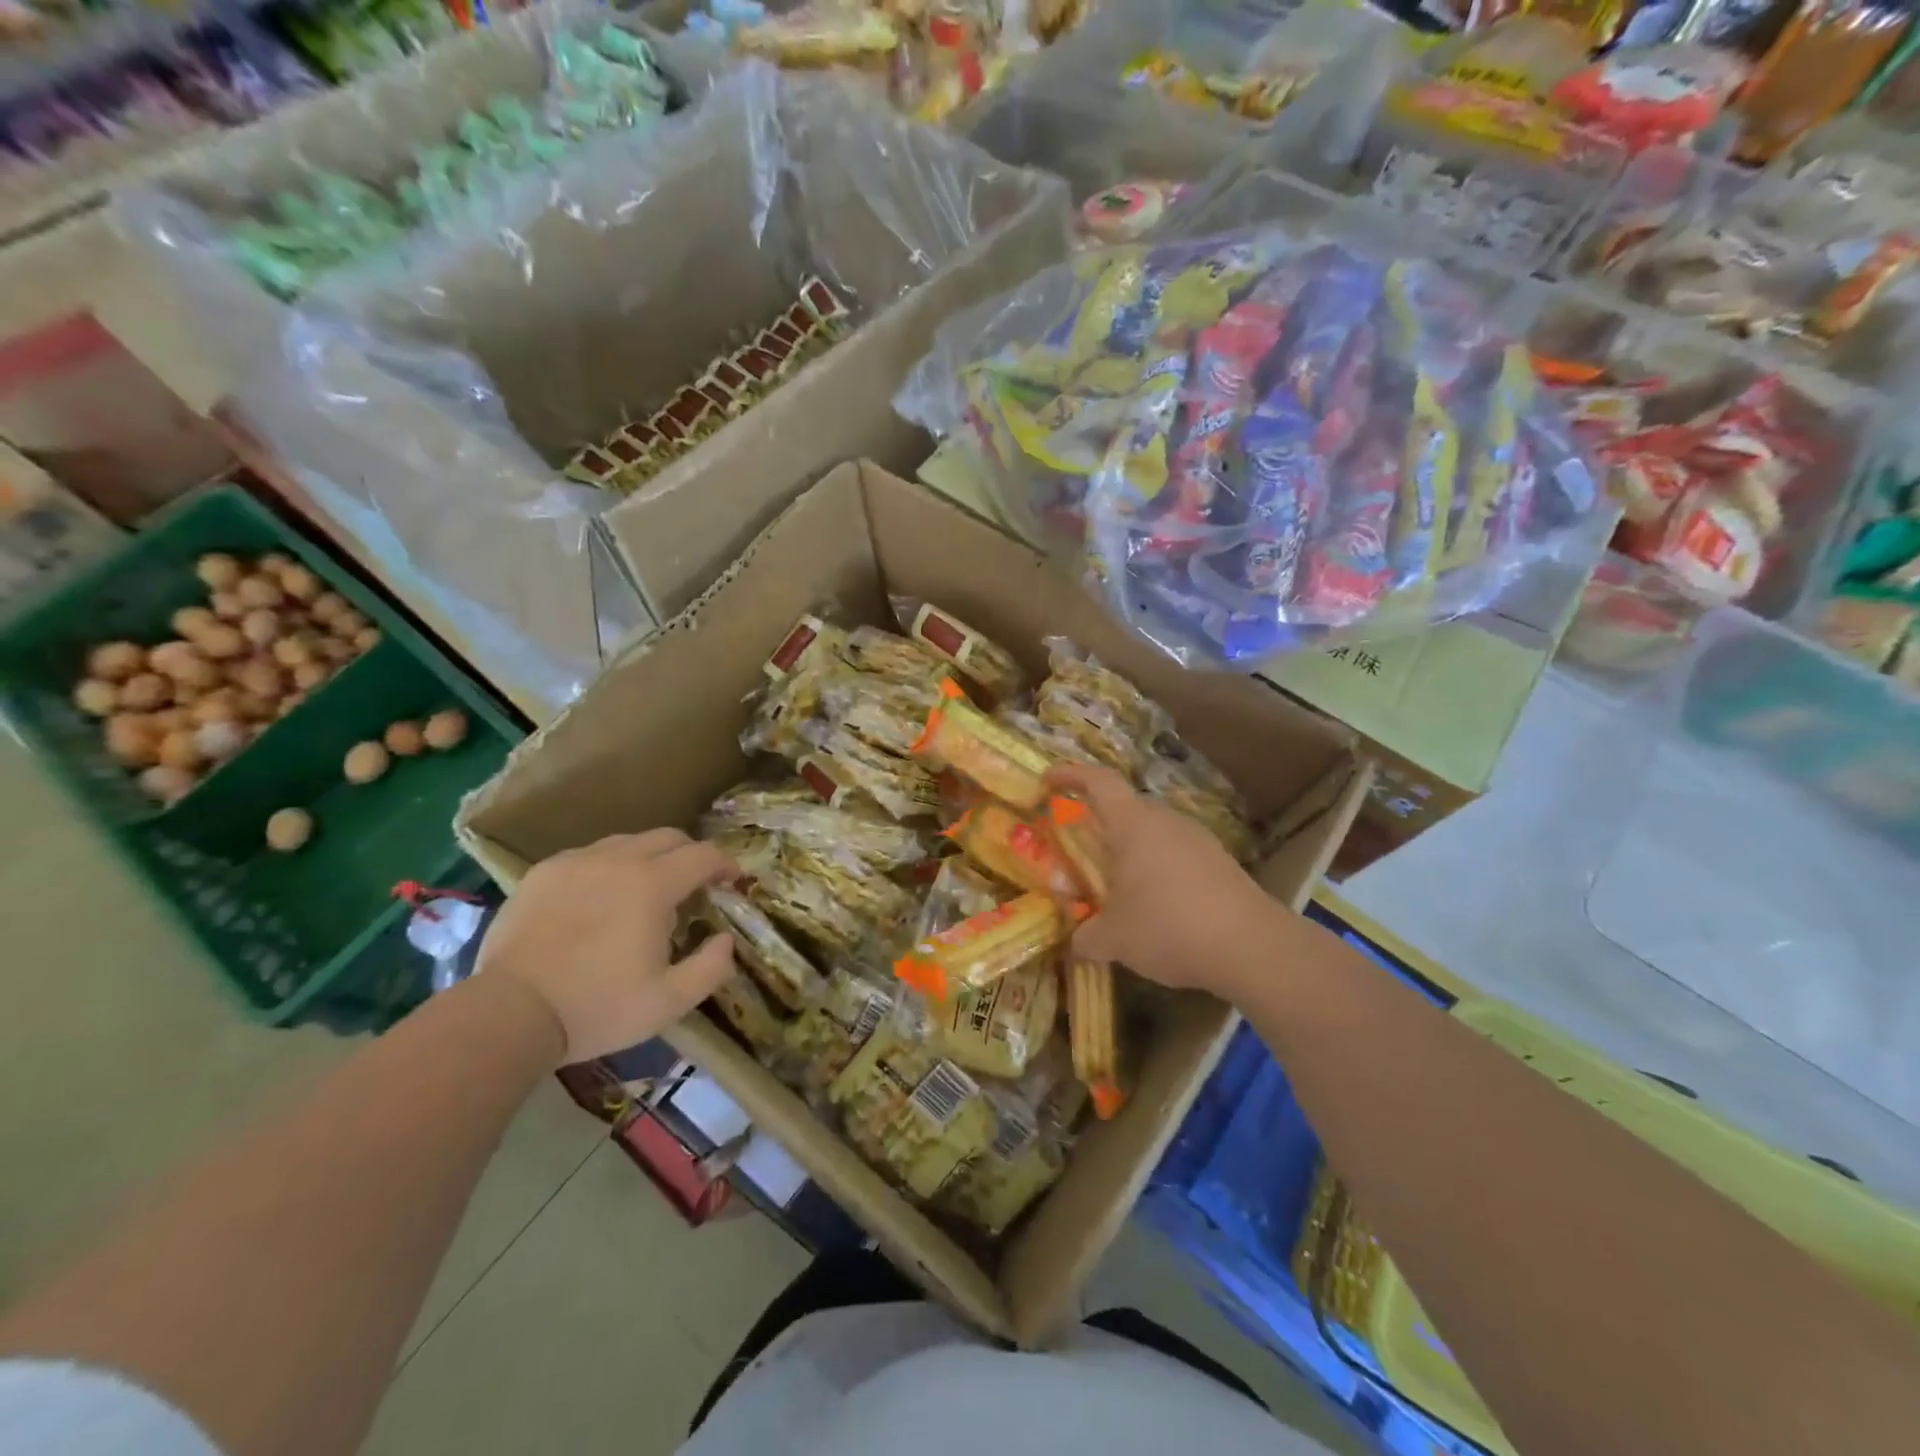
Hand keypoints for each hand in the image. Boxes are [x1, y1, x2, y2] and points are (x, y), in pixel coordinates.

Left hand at [475, 829, 737, 1064]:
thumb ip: (711, 968)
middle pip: (668, 837)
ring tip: (645, 890)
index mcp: (653, 884)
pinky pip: (588, 855)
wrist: (509, 1014)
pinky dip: (607, 867)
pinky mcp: (543, 872)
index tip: (731, 881)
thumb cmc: (597, 1007)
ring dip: (649, 858)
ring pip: (627, 842)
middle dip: (690, 854)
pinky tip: (599, 897)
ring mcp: (576, 862)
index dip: (725, 864)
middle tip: (694, 884)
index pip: (704, 855)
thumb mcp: (669, 1002)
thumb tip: (725, 940)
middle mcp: (618, 860)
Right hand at [1048, 764, 1277, 997]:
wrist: (1251, 946)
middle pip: (1125, 809)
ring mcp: (1197, 838)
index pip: (1098, 781)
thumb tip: (1074, 944)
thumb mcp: (1113, 939)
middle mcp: (1164, 820)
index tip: (1047, 780)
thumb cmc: (1168, 926)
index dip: (1070, 775)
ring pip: (1152, 833)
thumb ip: (1085, 937)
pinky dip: (1158, 870)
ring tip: (1118, 888)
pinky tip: (1157, 906)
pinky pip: (1176, 854)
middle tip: (1080, 855)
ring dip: (1130, 852)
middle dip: (1099, 826)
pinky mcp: (1219, 861)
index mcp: (1132, 824)